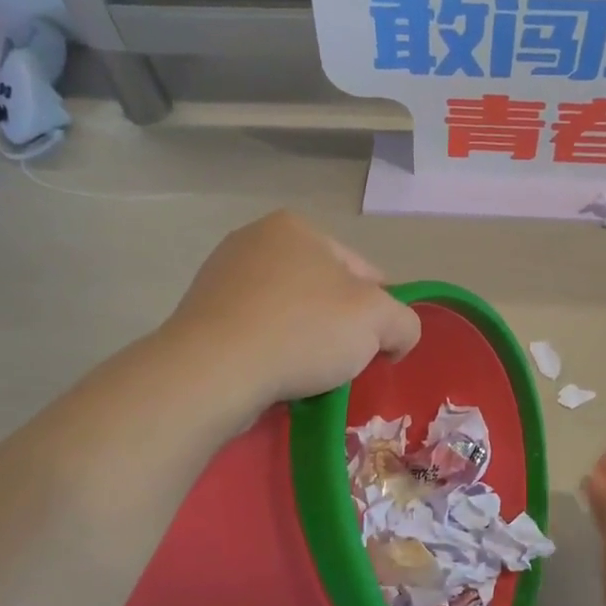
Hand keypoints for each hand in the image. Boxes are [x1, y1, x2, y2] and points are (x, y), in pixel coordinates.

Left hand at [165, 211, 421, 415]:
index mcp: (296, 227)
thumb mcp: (380, 321)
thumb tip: (395, 339)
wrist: (213, 371)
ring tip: (308, 377)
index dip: (381, 312)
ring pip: (291, 314)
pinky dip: (272, 353)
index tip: (378, 348)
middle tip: (344, 364)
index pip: (364, 272)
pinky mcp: (201, 316)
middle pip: (325, 292)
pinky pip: (257, 333)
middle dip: (340, 327)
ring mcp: (221, 277)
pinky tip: (276, 378)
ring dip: (306, 342)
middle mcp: (254, 240)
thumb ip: (405, 322)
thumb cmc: (303, 331)